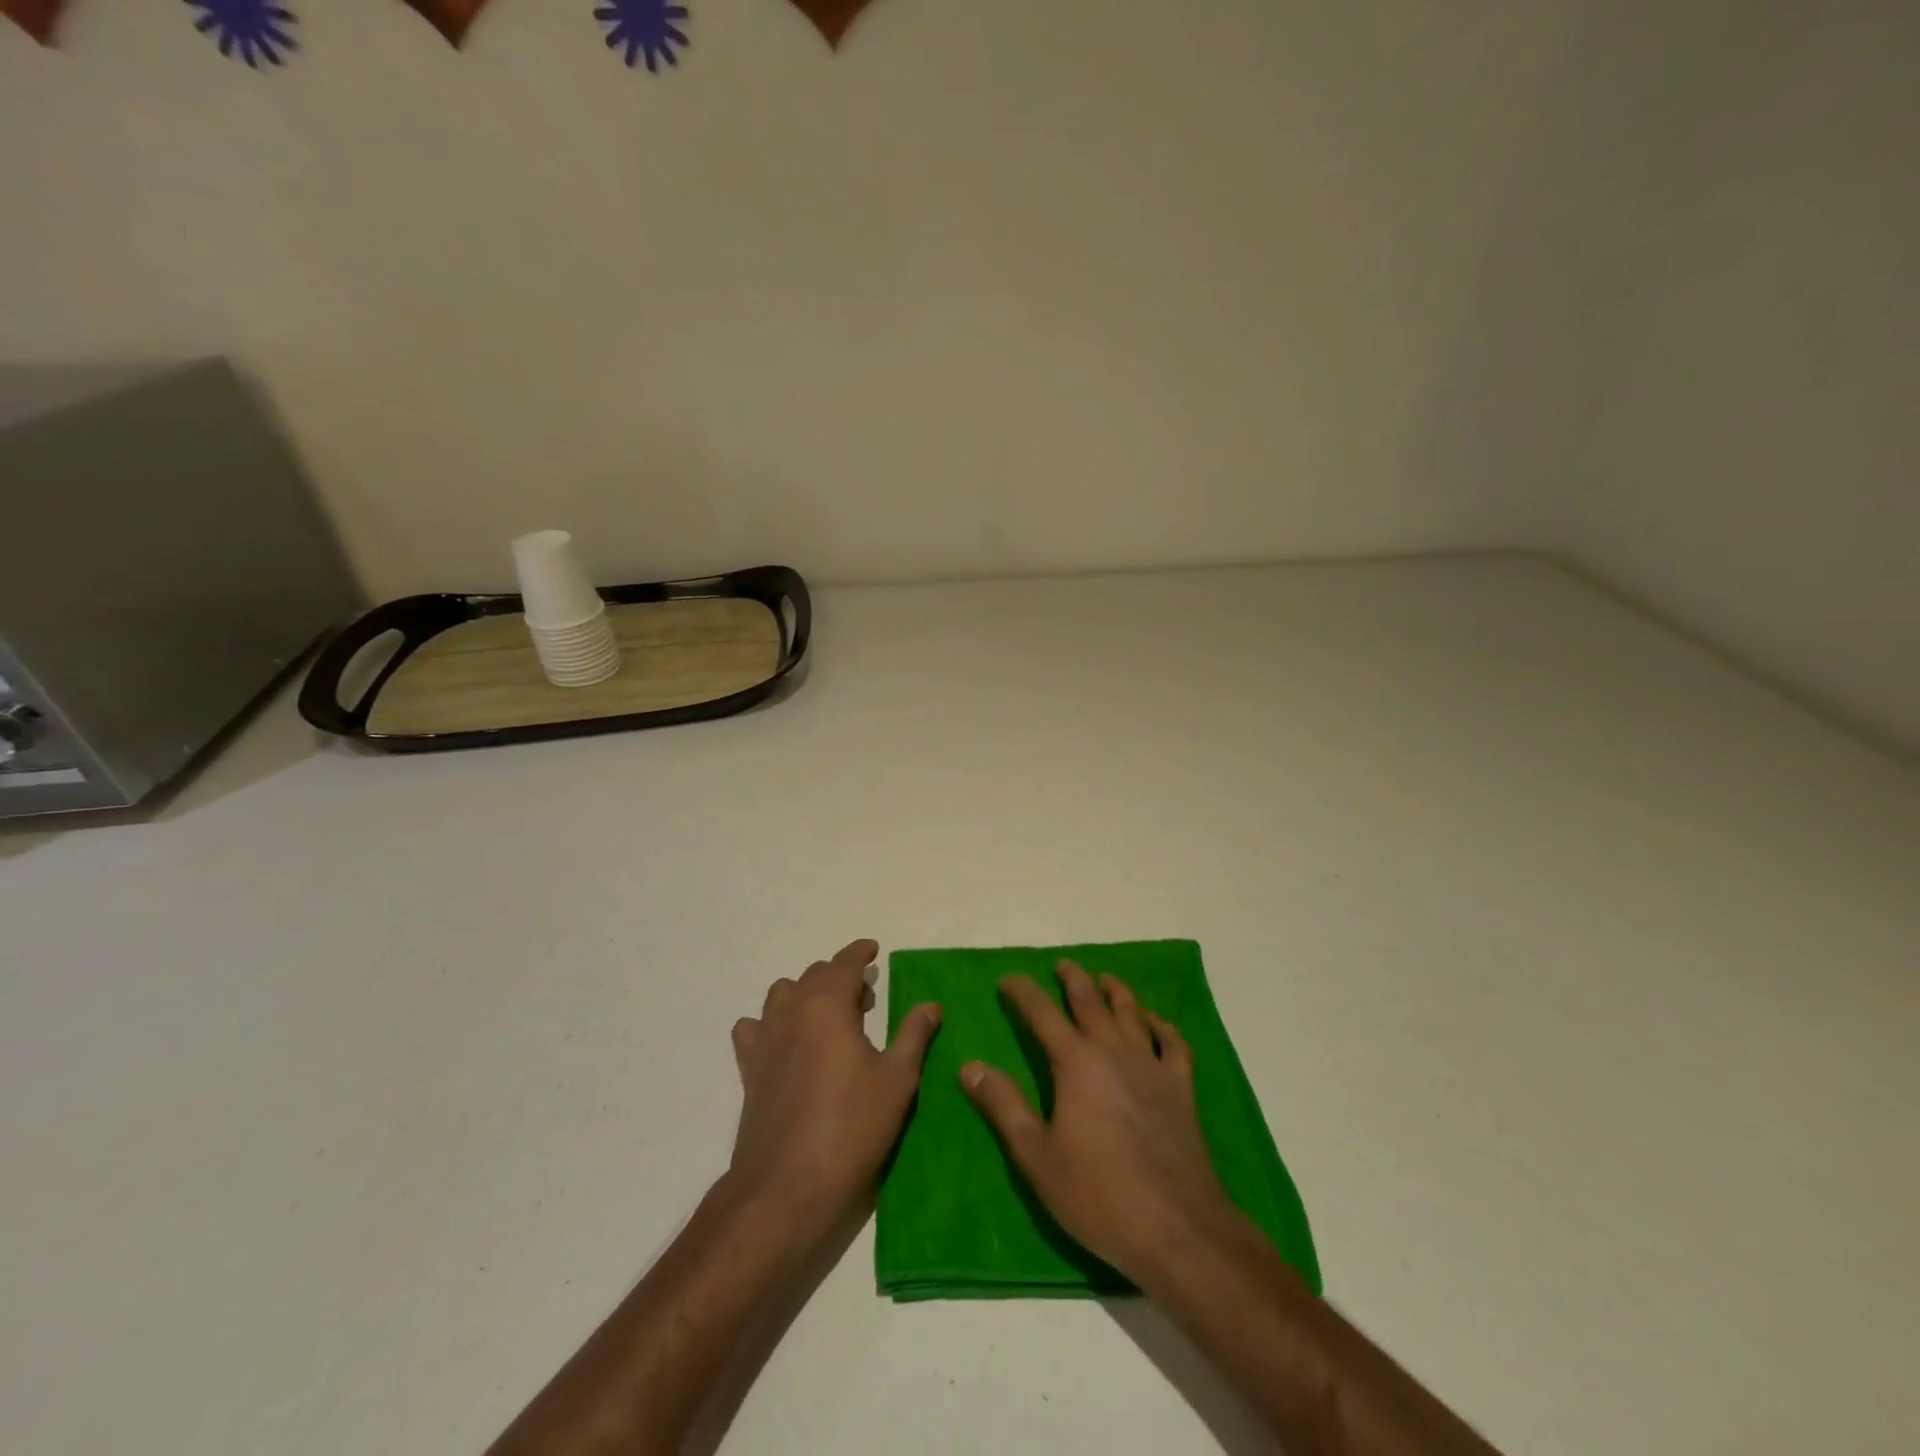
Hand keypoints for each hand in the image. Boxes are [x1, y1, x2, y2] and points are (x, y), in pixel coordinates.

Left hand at [726, 940, 941, 1240]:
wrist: (787, 1186)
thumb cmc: (851, 1127)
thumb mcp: (897, 1080)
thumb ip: (914, 1035)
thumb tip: (931, 1005)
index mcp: (827, 1005)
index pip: (843, 963)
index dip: (859, 953)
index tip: (873, 950)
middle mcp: (791, 1011)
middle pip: (814, 976)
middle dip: (840, 977)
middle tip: (866, 998)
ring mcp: (765, 1039)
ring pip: (783, 995)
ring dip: (807, 994)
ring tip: (830, 1018)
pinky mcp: (749, 1069)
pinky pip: (755, 1028)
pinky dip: (772, 1023)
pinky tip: (788, 1044)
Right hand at [960, 959, 1251, 1289]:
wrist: (1177, 1228)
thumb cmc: (1098, 1194)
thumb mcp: (1035, 1155)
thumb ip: (1003, 1105)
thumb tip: (970, 1066)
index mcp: (1076, 1062)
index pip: (1043, 1013)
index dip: (1023, 993)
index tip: (1008, 980)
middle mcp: (1114, 1051)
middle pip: (1091, 1002)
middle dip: (1073, 979)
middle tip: (1062, 965)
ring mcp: (1152, 1067)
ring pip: (1132, 1013)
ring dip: (1116, 992)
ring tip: (1105, 980)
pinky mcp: (1181, 1089)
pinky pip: (1173, 1044)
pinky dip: (1163, 1026)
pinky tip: (1156, 1023)